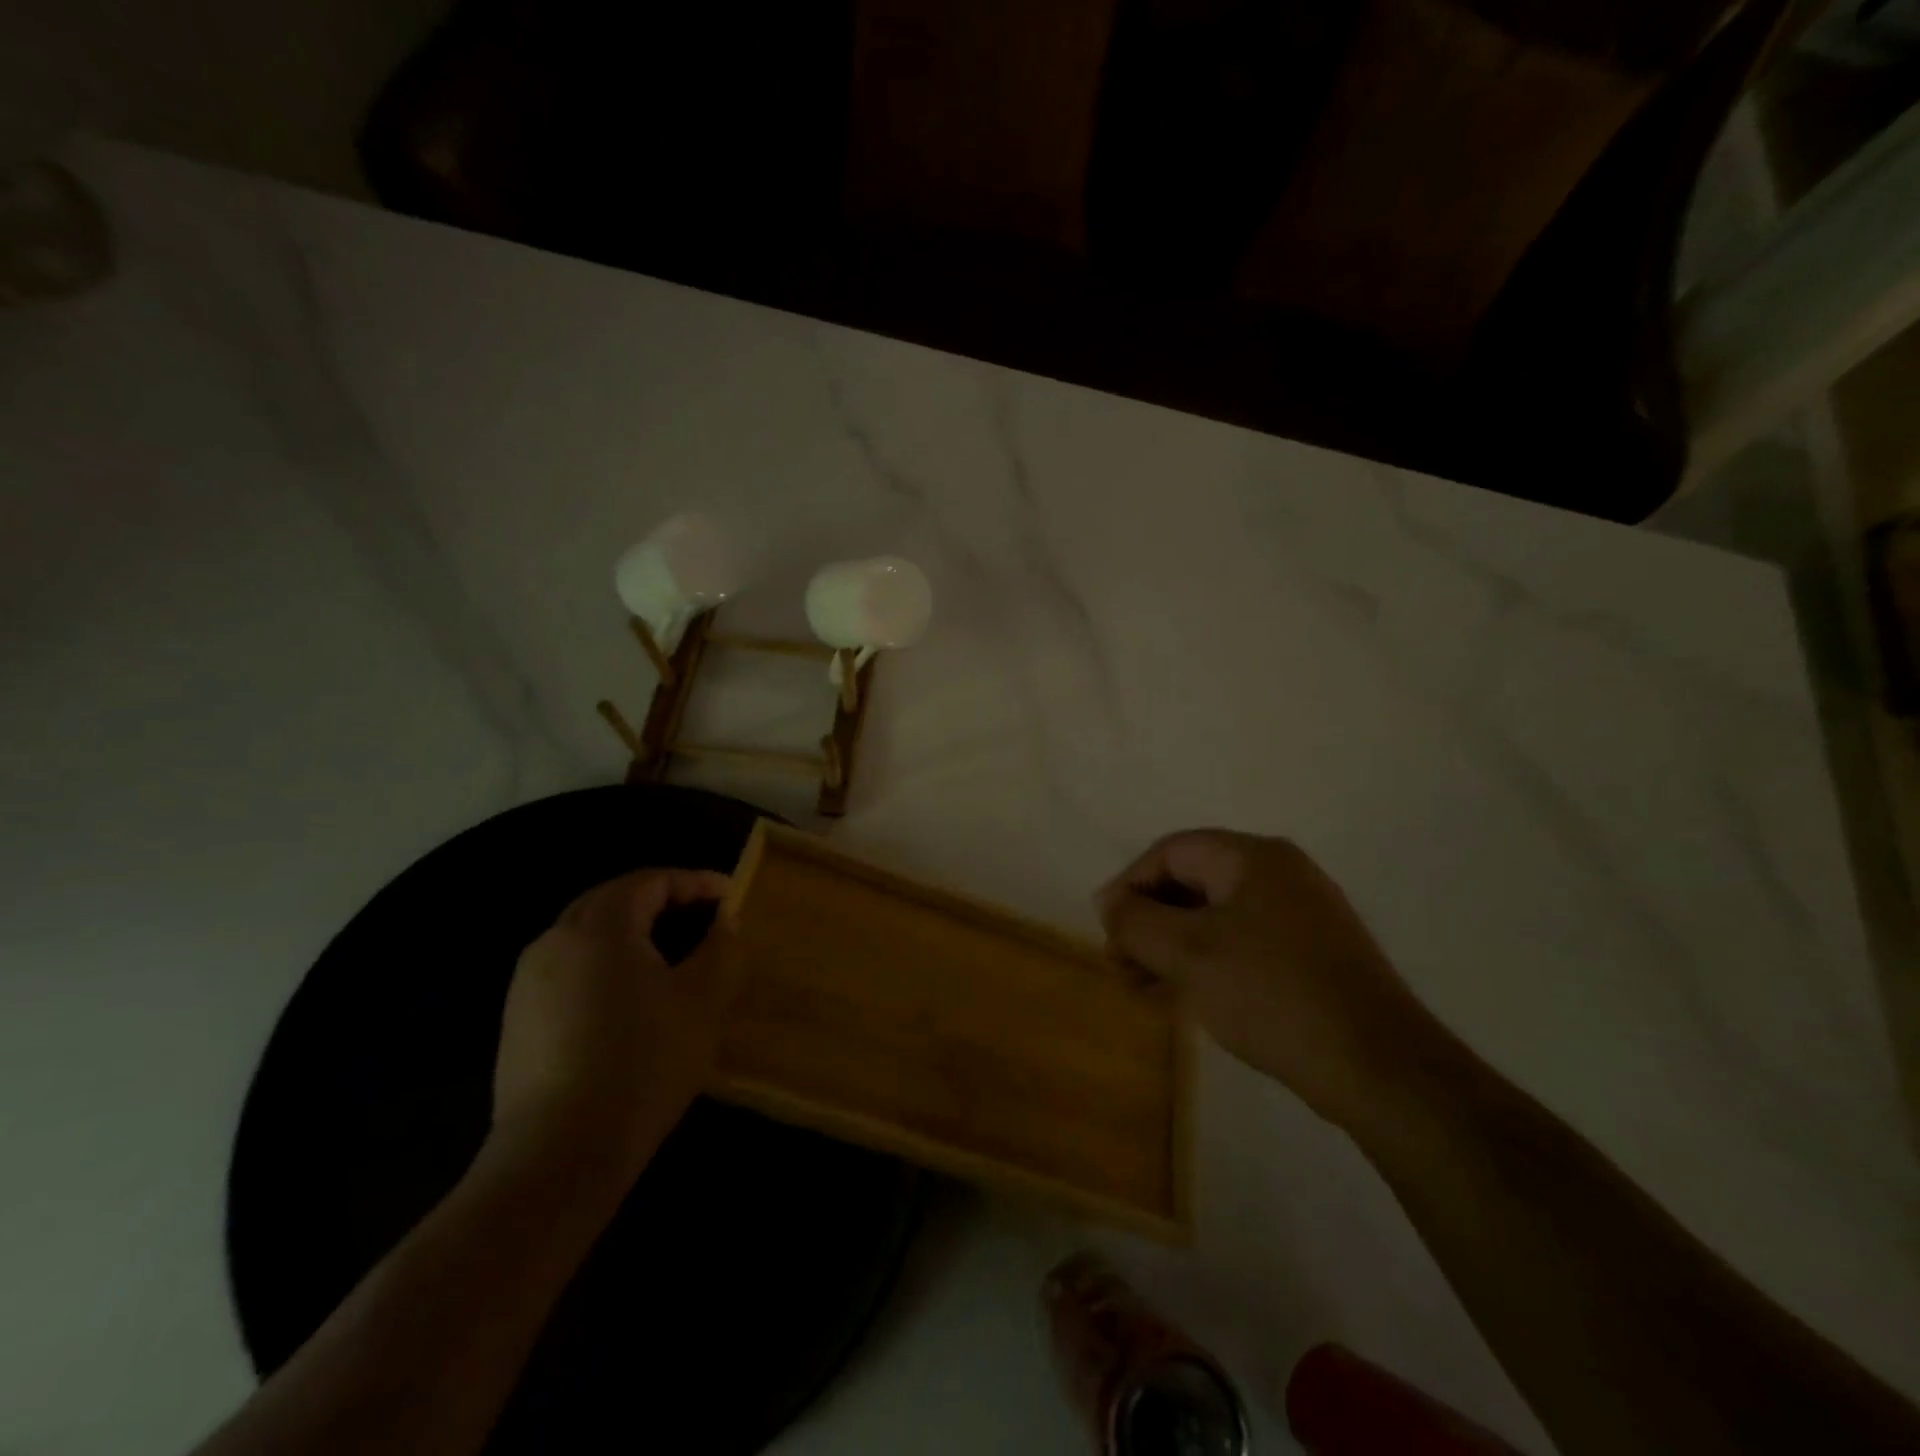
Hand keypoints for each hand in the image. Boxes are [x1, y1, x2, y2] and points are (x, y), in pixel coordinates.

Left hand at [491, 868, 738, 1186]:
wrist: (558, 1155)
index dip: (696, 882)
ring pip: (587, 935)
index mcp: (600, 926)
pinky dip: (606, 965)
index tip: (731, 897)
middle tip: (703, 917)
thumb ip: (720, 948)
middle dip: (661, 901)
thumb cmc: (642, 1063)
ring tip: (671, 955)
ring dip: (632, 933)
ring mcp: (528, 982)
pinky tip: (630, 1000)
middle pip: (613, 900)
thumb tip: (726, 920)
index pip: (651, 881)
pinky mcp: (518, 1020)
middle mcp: (555, 940)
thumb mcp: (702, 1001)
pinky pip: (570, 969)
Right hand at [1100, 830, 1445, 1129]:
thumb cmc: (1270, 993)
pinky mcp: (1312, 955)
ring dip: (1171, 947)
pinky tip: (1182, 998)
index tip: (1104, 928)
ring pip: (1215, 918)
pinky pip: (1241, 944)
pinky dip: (1205, 963)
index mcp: (1252, 858)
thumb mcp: (1187, 953)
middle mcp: (1279, 875)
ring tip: (1141, 987)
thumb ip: (1136, 921)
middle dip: (1148, 922)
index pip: (1170, 852)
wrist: (1378, 1066)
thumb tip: (1111, 903)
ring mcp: (1300, 915)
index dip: (1129, 885)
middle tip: (1120, 964)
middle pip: (1192, 883)